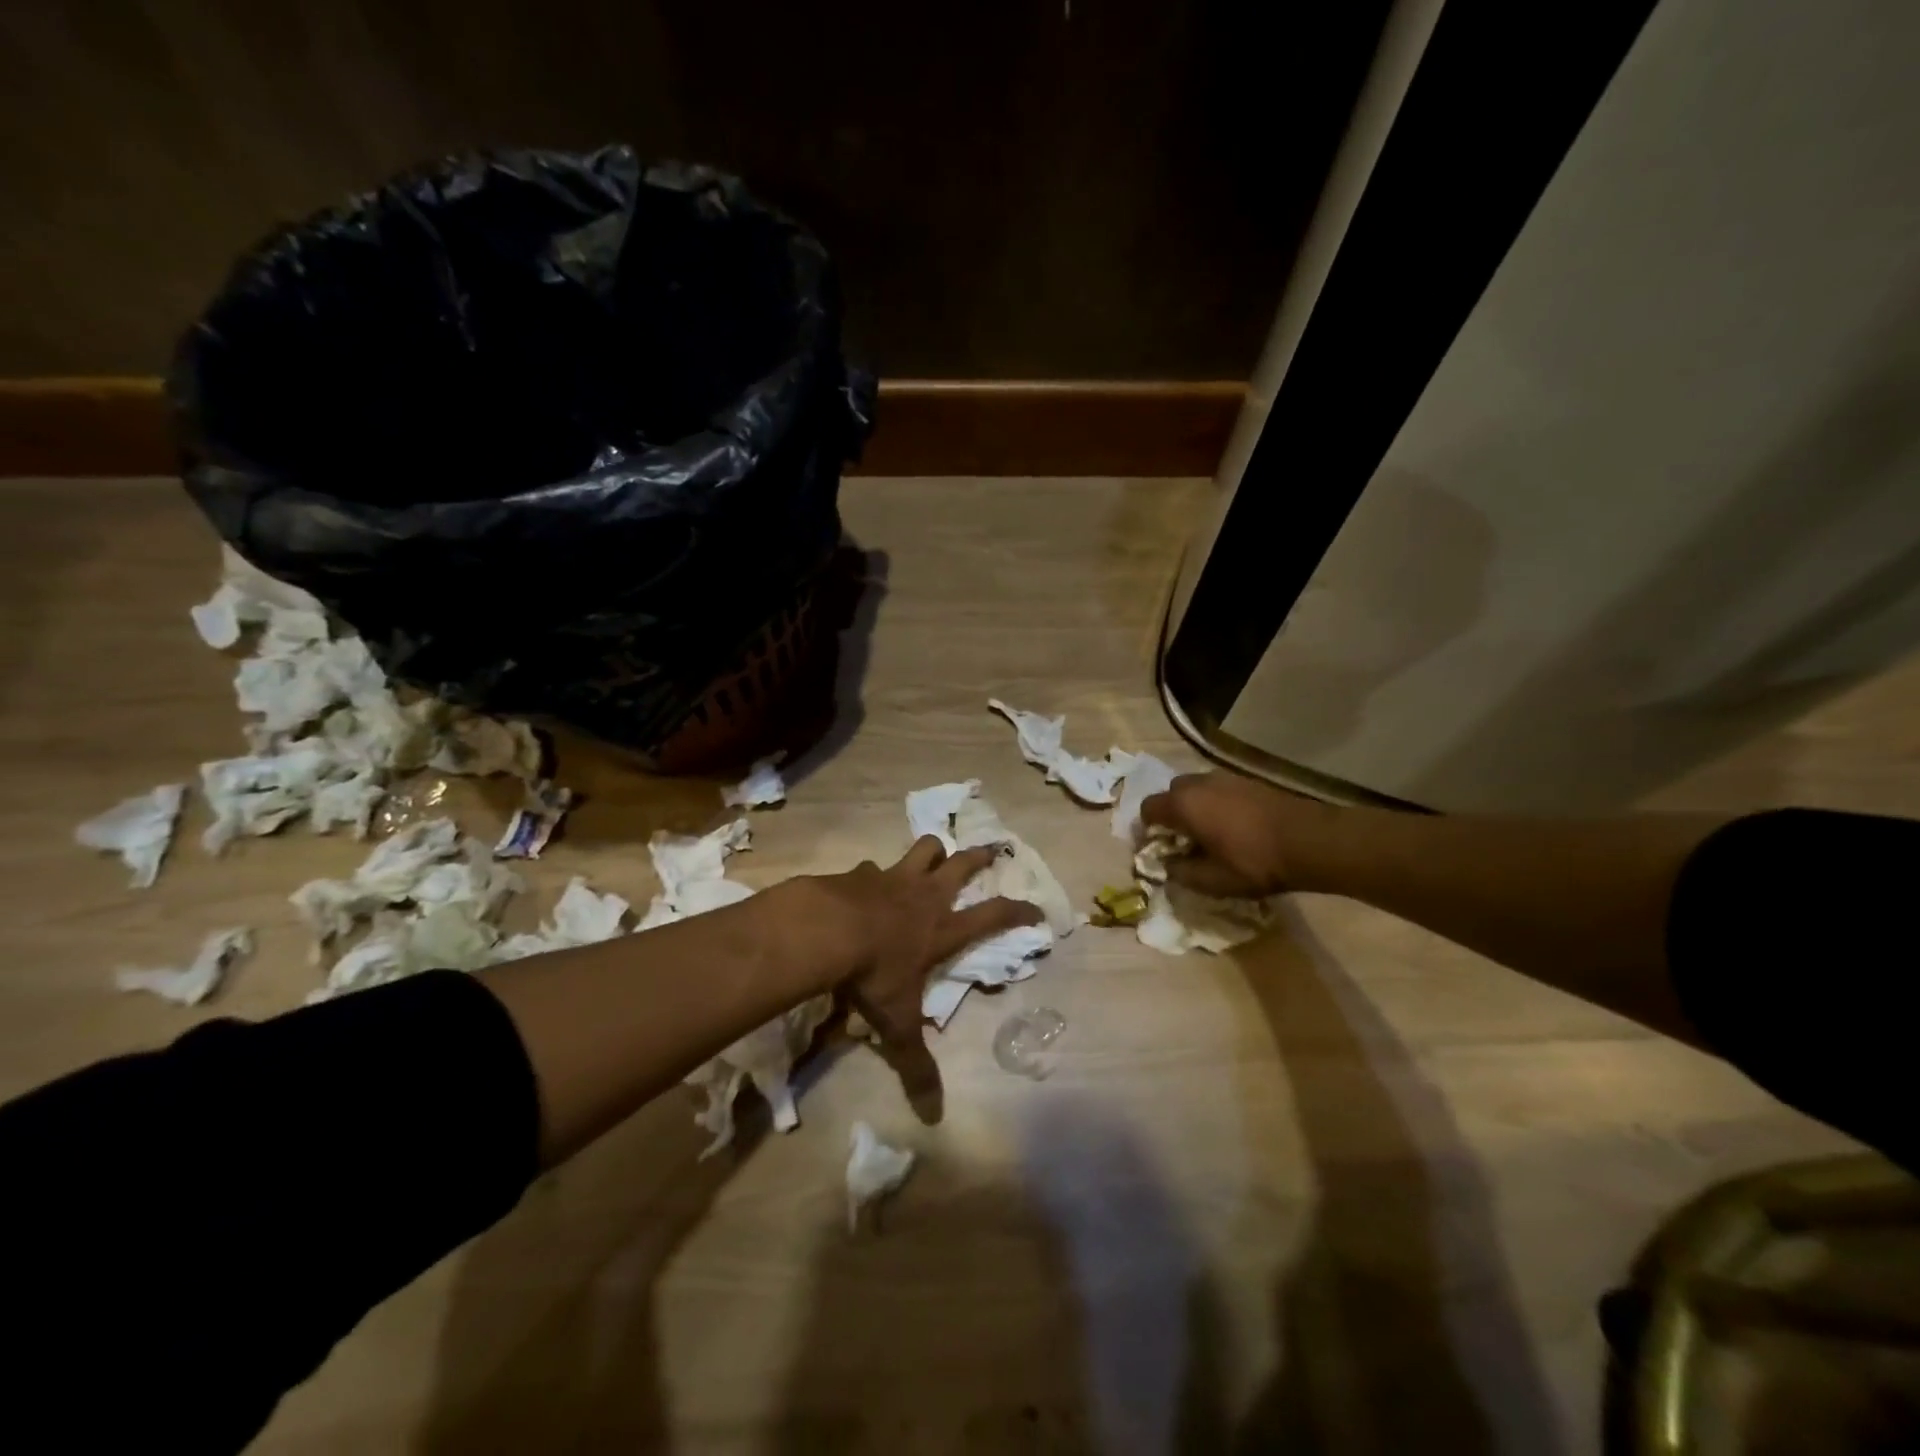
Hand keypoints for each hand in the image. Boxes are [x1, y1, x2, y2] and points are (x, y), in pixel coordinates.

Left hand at [812, 838, 1041, 1121]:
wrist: (825, 929)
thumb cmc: (872, 974)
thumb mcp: (896, 1024)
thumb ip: (915, 1065)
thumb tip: (933, 1115)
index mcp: (942, 929)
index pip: (994, 915)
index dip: (1019, 910)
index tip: (1037, 908)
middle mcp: (924, 896)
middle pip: (962, 864)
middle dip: (981, 856)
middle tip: (992, 850)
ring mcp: (893, 878)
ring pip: (924, 849)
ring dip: (932, 851)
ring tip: (935, 854)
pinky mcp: (861, 872)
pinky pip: (873, 867)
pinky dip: (875, 875)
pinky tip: (865, 885)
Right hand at [1139, 772, 1332, 897]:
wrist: (1309, 840)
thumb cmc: (1254, 862)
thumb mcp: (1212, 881)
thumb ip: (1181, 873)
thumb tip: (1167, 866)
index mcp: (1183, 804)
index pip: (1147, 809)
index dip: (1147, 830)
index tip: (1158, 849)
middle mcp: (1198, 783)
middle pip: (1171, 794)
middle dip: (1172, 815)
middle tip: (1184, 841)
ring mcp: (1224, 778)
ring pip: (1196, 789)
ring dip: (1195, 808)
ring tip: (1210, 834)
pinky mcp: (1247, 780)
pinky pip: (1218, 790)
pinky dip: (1216, 804)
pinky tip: (1234, 826)